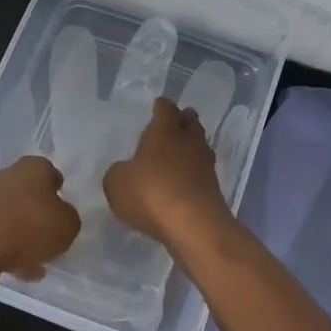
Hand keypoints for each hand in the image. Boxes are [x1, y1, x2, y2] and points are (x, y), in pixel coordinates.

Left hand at [0, 155, 81, 280]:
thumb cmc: (30, 227)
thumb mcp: (68, 226)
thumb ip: (68, 219)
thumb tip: (60, 217)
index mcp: (33, 167)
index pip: (50, 172)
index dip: (57, 191)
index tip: (61, 209)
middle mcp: (7, 175)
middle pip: (27, 194)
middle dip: (37, 215)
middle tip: (48, 238)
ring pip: (10, 215)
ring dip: (21, 235)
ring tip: (34, 263)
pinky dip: (4, 247)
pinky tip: (15, 269)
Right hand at [104, 98, 229, 245]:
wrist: (194, 225)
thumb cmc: (150, 194)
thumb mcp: (116, 183)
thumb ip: (118, 172)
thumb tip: (126, 171)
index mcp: (164, 131)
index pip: (165, 109)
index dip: (161, 106)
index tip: (158, 106)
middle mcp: (188, 141)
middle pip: (190, 122)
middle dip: (183, 120)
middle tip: (175, 122)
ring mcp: (205, 164)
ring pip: (199, 146)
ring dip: (191, 146)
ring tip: (179, 152)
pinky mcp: (213, 188)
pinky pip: (202, 172)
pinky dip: (193, 173)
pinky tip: (183, 181)